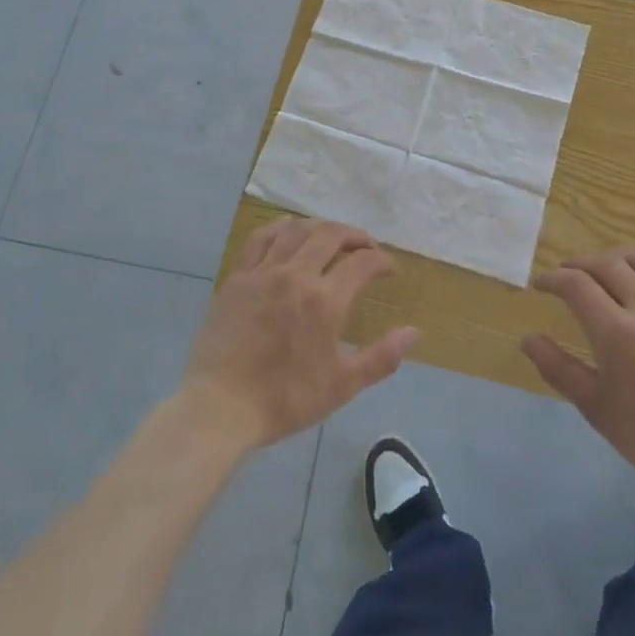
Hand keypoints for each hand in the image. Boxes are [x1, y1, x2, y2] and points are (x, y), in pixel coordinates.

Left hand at [181, 219, 419, 450]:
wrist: (221, 407)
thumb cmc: (285, 399)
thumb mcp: (342, 386)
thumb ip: (381, 357)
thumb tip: (414, 332)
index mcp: (325, 301)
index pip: (363, 263)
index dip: (382, 261)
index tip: (389, 269)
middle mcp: (297, 275)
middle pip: (331, 235)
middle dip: (355, 236)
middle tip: (366, 248)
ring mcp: (264, 272)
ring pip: (297, 230)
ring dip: (320, 228)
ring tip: (331, 239)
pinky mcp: (237, 277)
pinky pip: (260, 238)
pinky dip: (279, 228)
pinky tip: (288, 232)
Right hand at [521, 246, 634, 500]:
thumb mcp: (596, 409)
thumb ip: (559, 369)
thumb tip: (528, 339)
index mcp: (617, 333)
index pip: (576, 285)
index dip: (553, 279)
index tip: (541, 284)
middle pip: (608, 265)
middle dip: (581, 264)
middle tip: (568, 274)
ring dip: (620, 258)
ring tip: (607, 267)